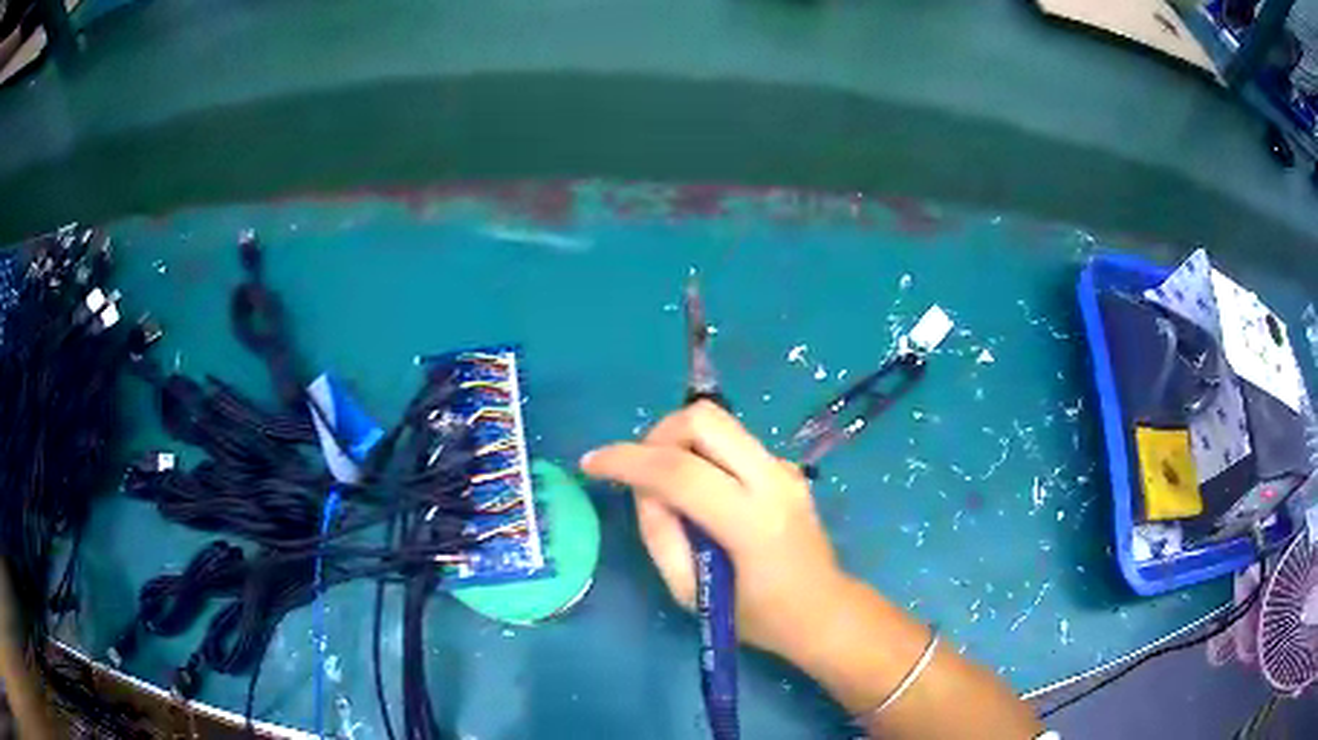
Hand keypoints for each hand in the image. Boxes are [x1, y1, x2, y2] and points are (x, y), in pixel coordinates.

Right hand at [580, 401, 848, 663]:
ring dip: (679, 439)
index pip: (679, 471)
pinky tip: (702, 491)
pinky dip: (703, 451)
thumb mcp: (690, 592)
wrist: (822, 610)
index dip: (626, 461)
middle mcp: (772, 480)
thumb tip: (645, 489)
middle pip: (703, 419)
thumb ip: (660, 535)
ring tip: (666, 482)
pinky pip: (732, 440)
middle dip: (657, 435)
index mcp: (750, 522)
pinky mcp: (786, 466)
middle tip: (640, 471)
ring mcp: (784, 467)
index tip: (590, 463)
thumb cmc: (756, 616)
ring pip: (719, 421)